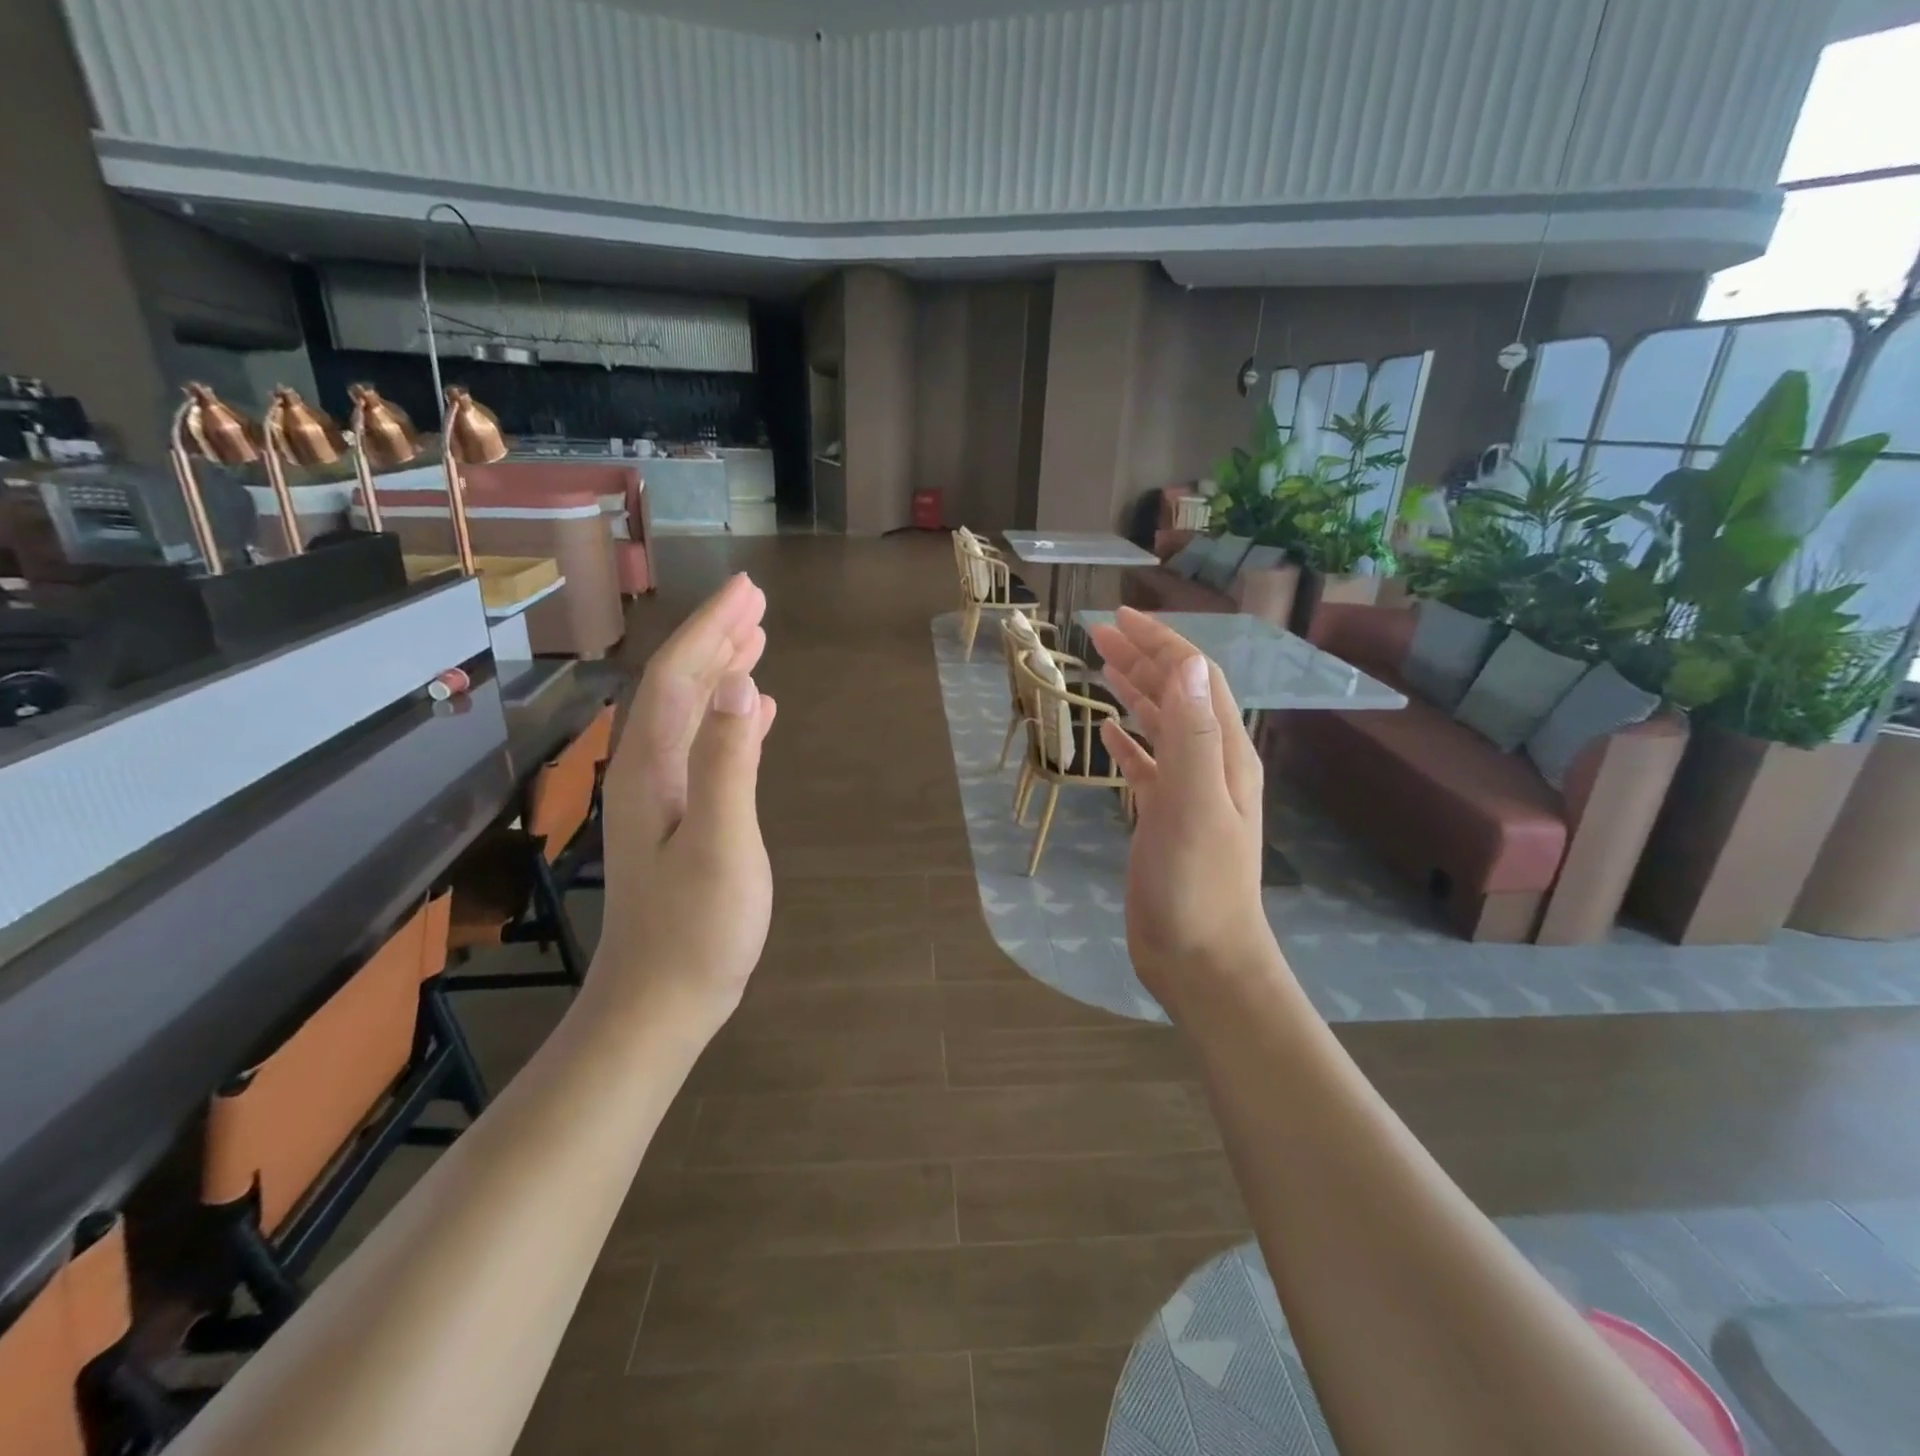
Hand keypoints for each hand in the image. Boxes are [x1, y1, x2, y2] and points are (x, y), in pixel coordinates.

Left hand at [595, 574, 777, 1022]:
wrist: (659, 1002)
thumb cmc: (696, 928)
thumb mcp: (720, 841)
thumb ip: (726, 762)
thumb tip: (738, 684)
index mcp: (653, 767)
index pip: (680, 677)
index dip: (712, 629)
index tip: (748, 590)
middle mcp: (648, 770)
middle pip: (680, 686)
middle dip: (715, 638)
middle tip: (755, 601)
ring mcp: (663, 796)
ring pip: (692, 714)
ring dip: (722, 672)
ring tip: (756, 640)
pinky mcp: (680, 819)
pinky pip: (704, 747)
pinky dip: (729, 719)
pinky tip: (754, 712)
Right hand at [1087, 609, 1279, 1014]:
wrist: (1201, 958)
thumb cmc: (1197, 884)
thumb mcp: (1194, 803)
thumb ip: (1191, 733)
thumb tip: (1187, 662)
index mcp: (1224, 753)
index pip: (1196, 678)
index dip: (1162, 643)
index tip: (1121, 617)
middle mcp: (1210, 764)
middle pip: (1177, 695)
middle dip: (1142, 658)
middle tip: (1098, 633)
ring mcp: (1187, 792)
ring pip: (1160, 725)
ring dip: (1134, 691)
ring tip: (1101, 666)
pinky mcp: (1163, 818)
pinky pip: (1145, 766)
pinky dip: (1127, 742)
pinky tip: (1108, 731)